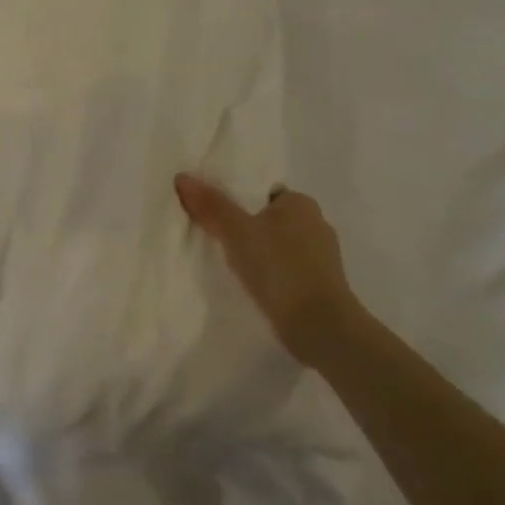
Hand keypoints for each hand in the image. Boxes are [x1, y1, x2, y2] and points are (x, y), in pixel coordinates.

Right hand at [174, 175, 360, 364]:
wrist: (319, 327)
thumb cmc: (280, 268)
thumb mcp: (236, 232)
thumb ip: (211, 205)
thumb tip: (182, 177)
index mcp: (301, 203)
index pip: (263, 192)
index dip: (237, 200)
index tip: (213, 214)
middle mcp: (316, 224)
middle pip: (269, 219)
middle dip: (245, 228)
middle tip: (213, 238)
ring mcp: (321, 257)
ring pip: (277, 246)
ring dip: (257, 253)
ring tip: (226, 264)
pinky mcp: (320, 285)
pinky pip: (285, 270)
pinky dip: (268, 274)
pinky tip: (249, 285)